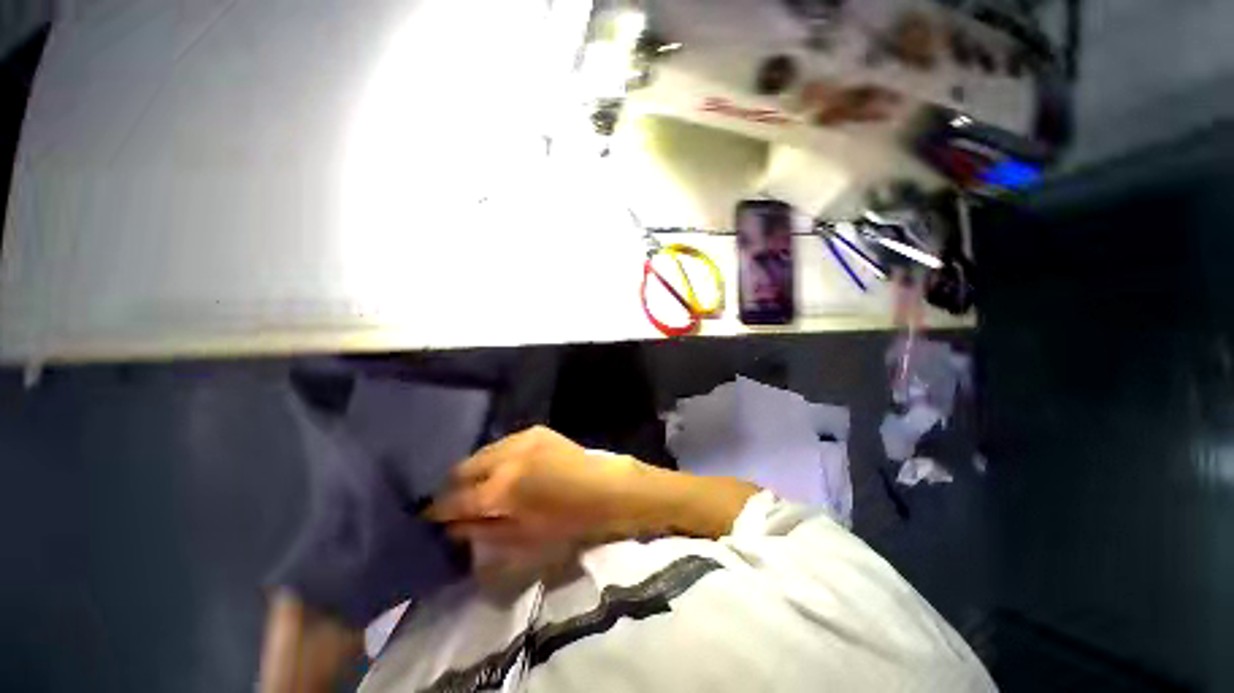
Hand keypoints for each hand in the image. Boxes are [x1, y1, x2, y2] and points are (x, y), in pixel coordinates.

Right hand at [425, 426, 637, 547]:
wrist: (604, 488)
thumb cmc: (568, 521)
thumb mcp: (522, 536)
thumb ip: (483, 530)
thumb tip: (454, 526)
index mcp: (501, 490)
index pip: (455, 499)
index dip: (439, 510)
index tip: (431, 517)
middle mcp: (506, 458)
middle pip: (463, 468)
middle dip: (453, 486)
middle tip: (455, 500)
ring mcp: (521, 439)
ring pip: (482, 452)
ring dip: (475, 468)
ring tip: (479, 483)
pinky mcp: (535, 430)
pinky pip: (504, 443)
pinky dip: (497, 456)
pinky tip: (505, 467)